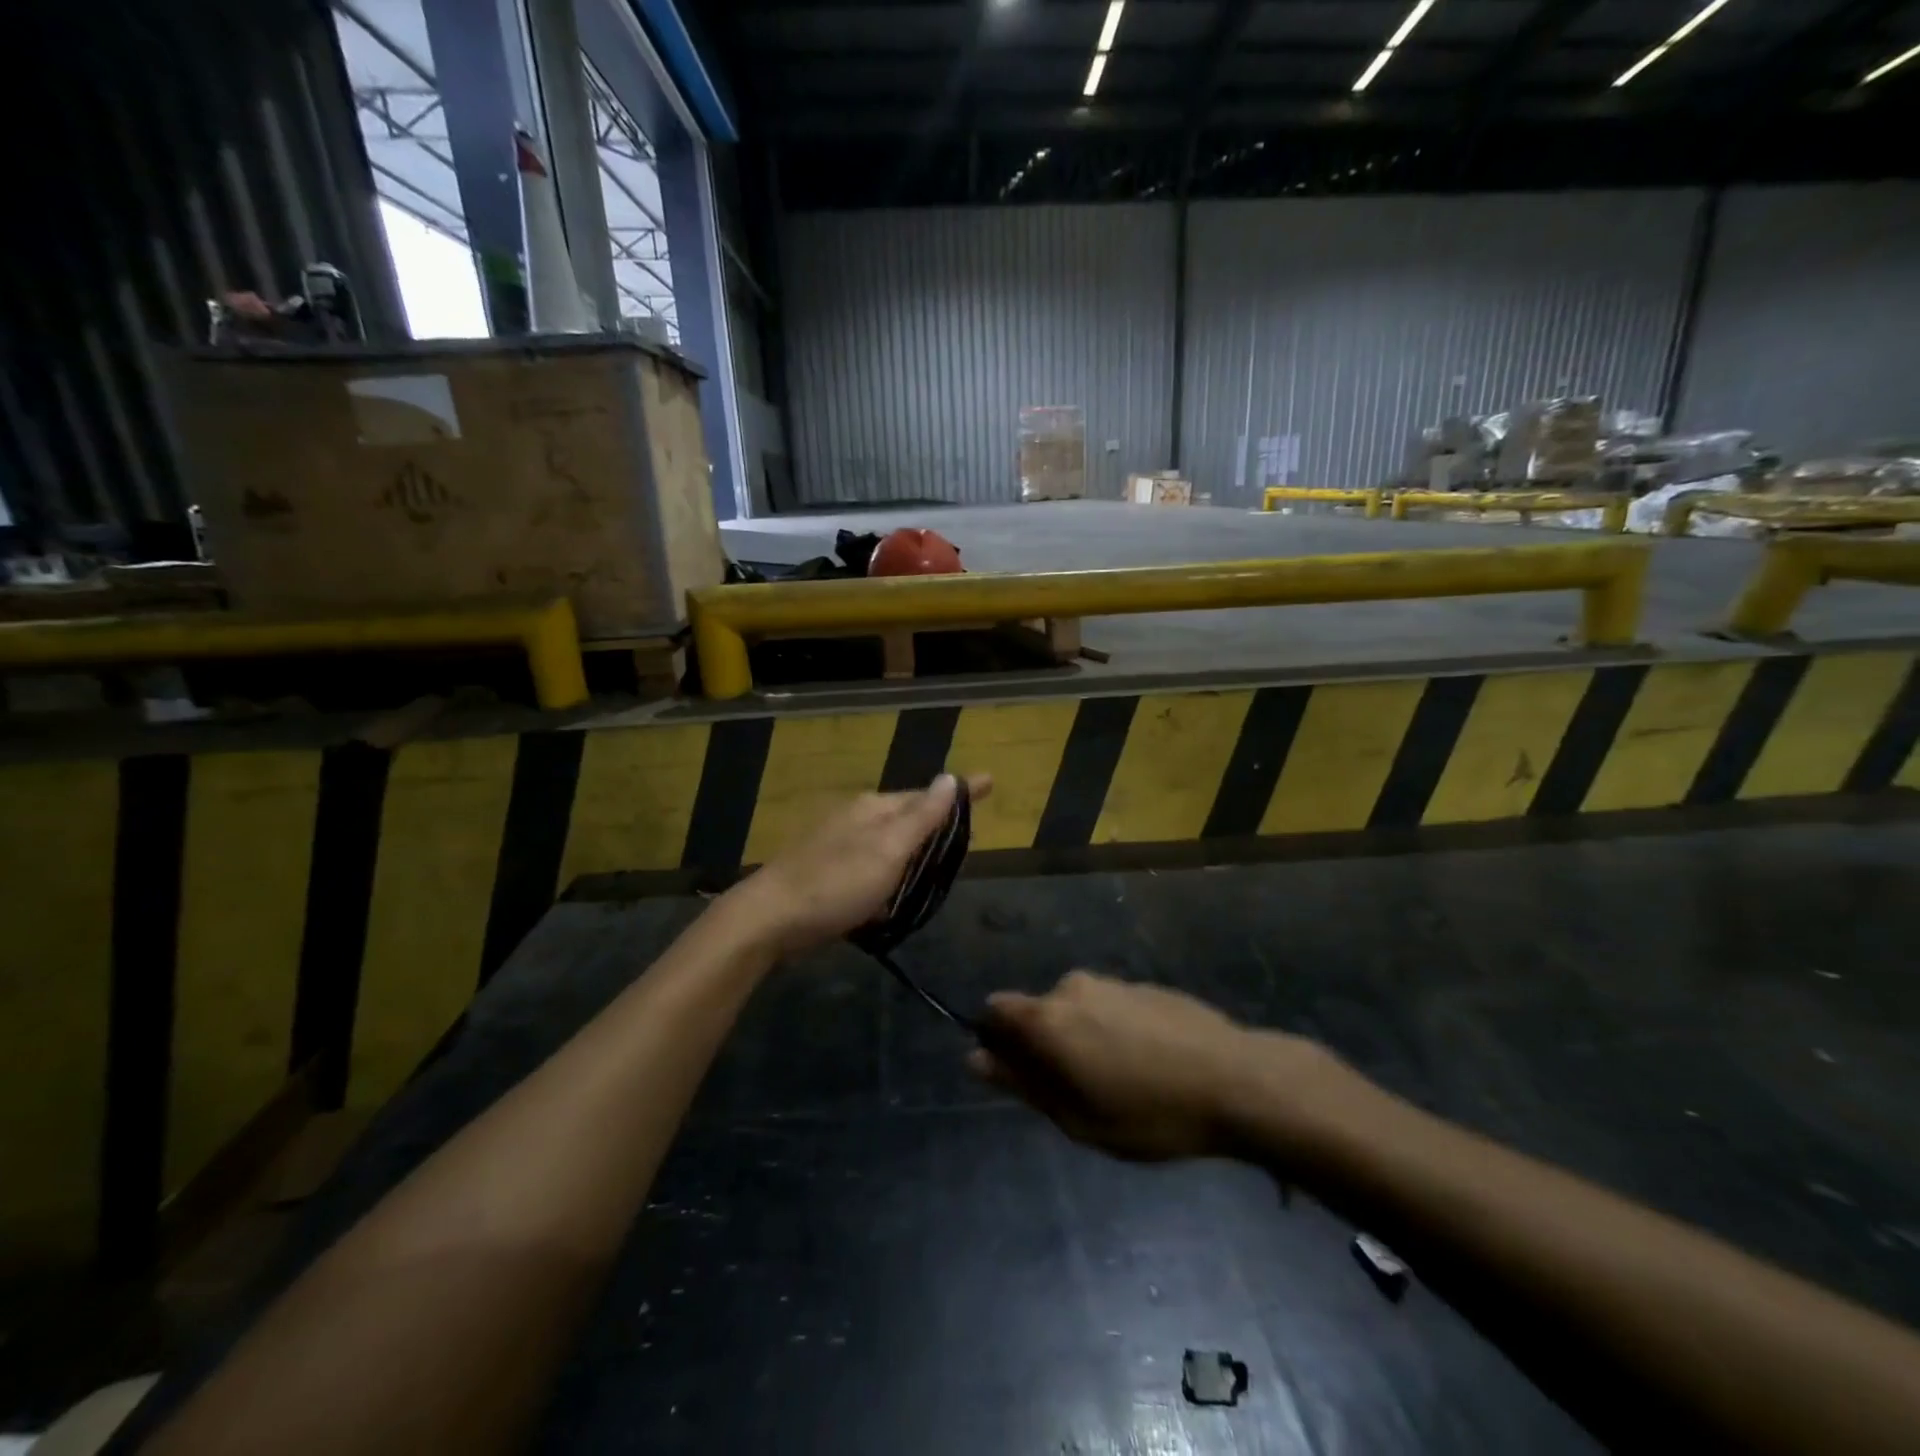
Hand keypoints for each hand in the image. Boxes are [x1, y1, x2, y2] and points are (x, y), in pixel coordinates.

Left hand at [718, 773, 992, 959]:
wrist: (769, 919)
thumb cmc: (836, 884)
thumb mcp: (887, 850)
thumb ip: (921, 816)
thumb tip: (950, 777)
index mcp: (874, 808)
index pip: (927, 795)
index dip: (959, 793)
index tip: (991, 782)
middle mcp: (857, 819)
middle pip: (908, 816)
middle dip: (938, 822)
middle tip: (971, 833)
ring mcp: (839, 845)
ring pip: (890, 843)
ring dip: (915, 850)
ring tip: (941, 862)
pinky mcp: (828, 873)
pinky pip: (872, 866)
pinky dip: (891, 873)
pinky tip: (895, 892)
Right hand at [968, 971, 1322, 1161]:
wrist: (1235, 1080)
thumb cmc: (1148, 1112)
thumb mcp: (1076, 1117)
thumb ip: (1021, 1084)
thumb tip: (974, 1059)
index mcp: (1047, 1018)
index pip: (995, 1010)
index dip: (998, 1042)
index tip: (1023, 1077)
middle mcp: (1071, 987)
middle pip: (1037, 1012)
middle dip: (1045, 1046)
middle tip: (1081, 1093)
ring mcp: (1111, 982)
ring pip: (1076, 1009)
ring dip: (1082, 1038)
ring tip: (1123, 1082)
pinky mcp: (1144, 985)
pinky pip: (1110, 1006)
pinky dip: (1114, 1030)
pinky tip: (1150, 1063)